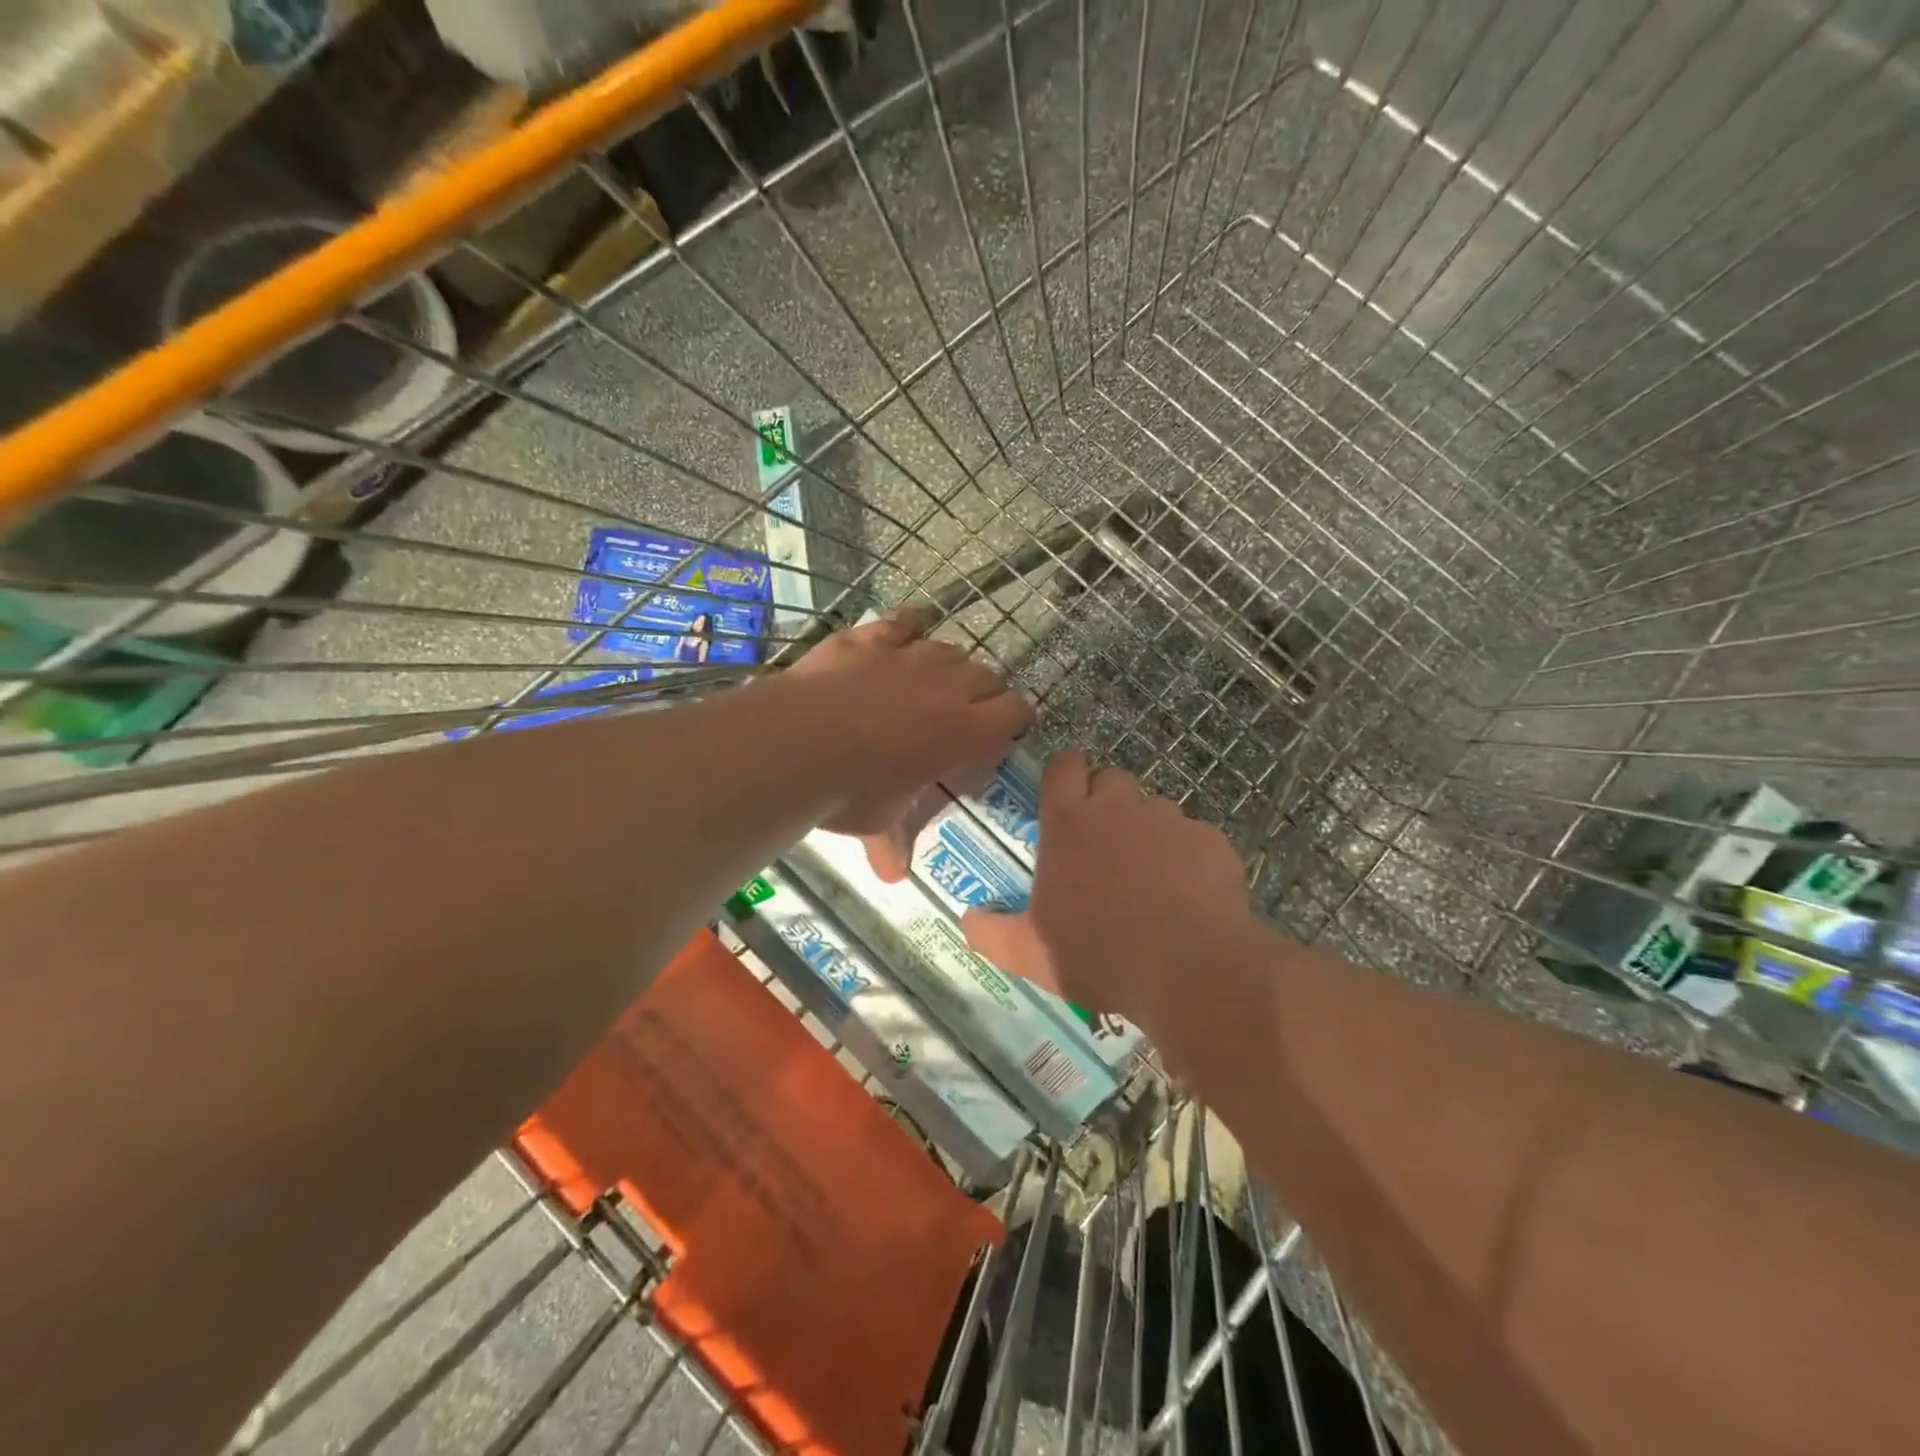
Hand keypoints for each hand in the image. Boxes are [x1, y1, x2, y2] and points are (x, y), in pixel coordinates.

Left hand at [782, 610, 1033, 878]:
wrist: (797, 742)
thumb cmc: (852, 790)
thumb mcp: (878, 821)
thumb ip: (893, 840)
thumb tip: (893, 876)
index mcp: (965, 731)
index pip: (1014, 712)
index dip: (1014, 720)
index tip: (1003, 732)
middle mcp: (946, 686)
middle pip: (986, 675)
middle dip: (983, 693)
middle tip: (965, 714)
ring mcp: (906, 656)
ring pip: (948, 649)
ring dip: (948, 665)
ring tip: (932, 682)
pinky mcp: (869, 639)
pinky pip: (901, 623)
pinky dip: (906, 631)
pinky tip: (900, 638)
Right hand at [960, 751, 1251, 1021]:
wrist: (1187, 969)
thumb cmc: (1097, 954)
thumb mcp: (1030, 953)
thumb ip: (991, 933)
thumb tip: (966, 920)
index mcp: (1068, 824)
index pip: (1064, 767)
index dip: (1066, 774)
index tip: (1069, 794)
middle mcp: (1117, 808)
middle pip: (1112, 778)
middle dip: (1108, 801)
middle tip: (1106, 845)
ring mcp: (1168, 820)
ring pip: (1156, 808)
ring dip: (1149, 831)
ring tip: (1152, 878)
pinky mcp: (1210, 840)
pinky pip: (1195, 837)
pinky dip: (1189, 857)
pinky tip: (1191, 897)